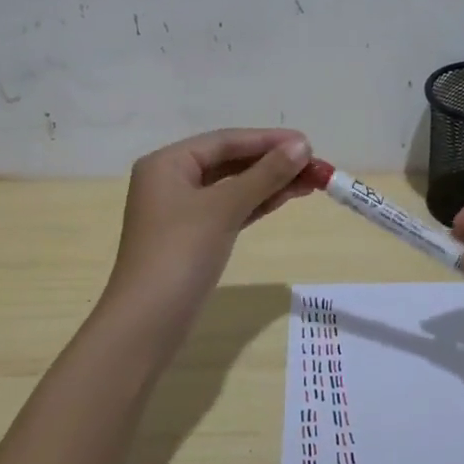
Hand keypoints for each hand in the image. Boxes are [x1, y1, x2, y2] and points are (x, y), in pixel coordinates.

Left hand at [101, 128, 313, 328]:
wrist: (148, 323)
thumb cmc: (180, 254)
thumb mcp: (224, 209)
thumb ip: (264, 175)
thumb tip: (302, 146)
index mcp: (167, 163)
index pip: (224, 141)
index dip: (268, 140)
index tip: (308, 143)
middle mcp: (171, 180)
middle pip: (229, 162)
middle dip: (272, 163)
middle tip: (315, 165)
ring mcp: (181, 211)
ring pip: (232, 187)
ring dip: (269, 183)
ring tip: (310, 181)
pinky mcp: (192, 238)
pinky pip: (229, 209)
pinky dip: (256, 203)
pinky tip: (284, 198)